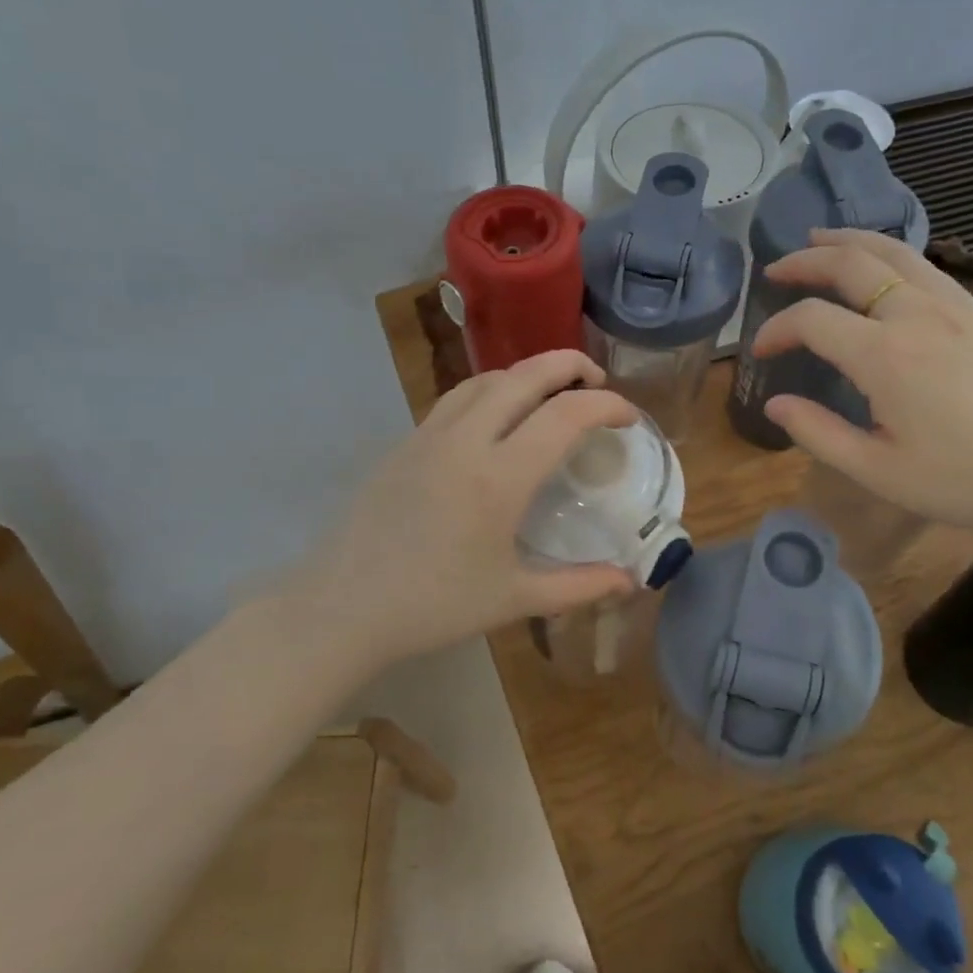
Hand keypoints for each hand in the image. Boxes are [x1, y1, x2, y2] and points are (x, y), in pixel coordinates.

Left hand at [295, 350, 639, 664]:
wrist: (342, 608)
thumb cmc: (433, 607)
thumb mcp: (513, 599)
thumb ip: (579, 586)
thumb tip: (630, 580)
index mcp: (499, 477)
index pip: (566, 415)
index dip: (607, 407)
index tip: (628, 418)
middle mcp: (466, 441)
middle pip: (525, 375)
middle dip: (569, 365)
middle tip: (597, 380)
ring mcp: (429, 435)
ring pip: (486, 378)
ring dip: (527, 373)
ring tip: (552, 392)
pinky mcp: (405, 442)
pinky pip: (456, 397)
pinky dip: (492, 389)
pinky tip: (498, 418)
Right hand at [752, 228, 972, 532]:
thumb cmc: (960, 480)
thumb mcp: (875, 470)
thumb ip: (818, 433)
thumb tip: (775, 403)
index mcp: (884, 356)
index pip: (812, 320)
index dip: (777, 328)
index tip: (760, 350)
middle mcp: (915, 316)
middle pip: (850, 264)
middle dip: (805, 262)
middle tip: (776, 270)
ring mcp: (952, 307)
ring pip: (892, 252)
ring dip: (848, 241)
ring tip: (819, 238)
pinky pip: (924, 265)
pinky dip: (889, 253)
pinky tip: (880, 264)